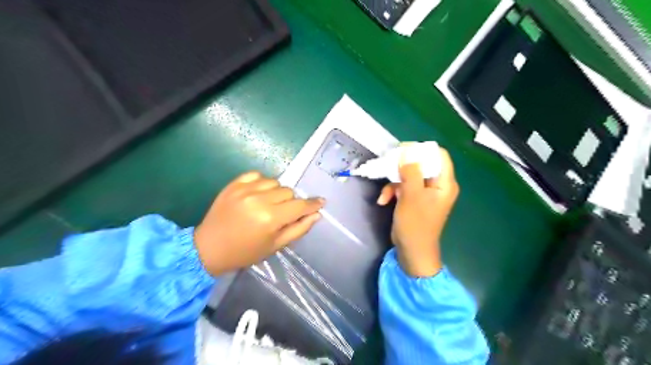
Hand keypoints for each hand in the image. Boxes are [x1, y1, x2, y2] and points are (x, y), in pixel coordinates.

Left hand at [193, 172, 324, 274]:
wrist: (209, 248)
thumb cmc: (245, 252)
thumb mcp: (275, 245)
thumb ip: (298, 229)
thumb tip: (316, 215)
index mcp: (270, 218)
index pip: (300, 206)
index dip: (312, 204)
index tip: (321, 202)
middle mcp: (259, 199)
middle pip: (288, 191)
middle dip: (290, 202)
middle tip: (282, 213)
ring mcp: (244, 189)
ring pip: (274, 182)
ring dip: (276, 192)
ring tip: (268, 203)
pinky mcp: (233, 184)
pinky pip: (257, 175)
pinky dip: (261, 183)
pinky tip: (257, 194)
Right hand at [373, 147, 458, 278]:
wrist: (411, 251)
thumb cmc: (416, 225)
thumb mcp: (411, 196)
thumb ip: (410, 172)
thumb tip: (406, 152)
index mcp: (444, 183)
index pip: (439, 155)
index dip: (422, 150)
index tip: (403, 150)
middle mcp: (437, 185)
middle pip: (422, 164)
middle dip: (402, 166)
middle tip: (388, 164)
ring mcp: (425, 193)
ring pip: (409, 175)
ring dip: (394, 182)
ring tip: (384, 193)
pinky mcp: (414, 199)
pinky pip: (404, 187)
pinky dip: (393, 191)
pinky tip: (383, 201)